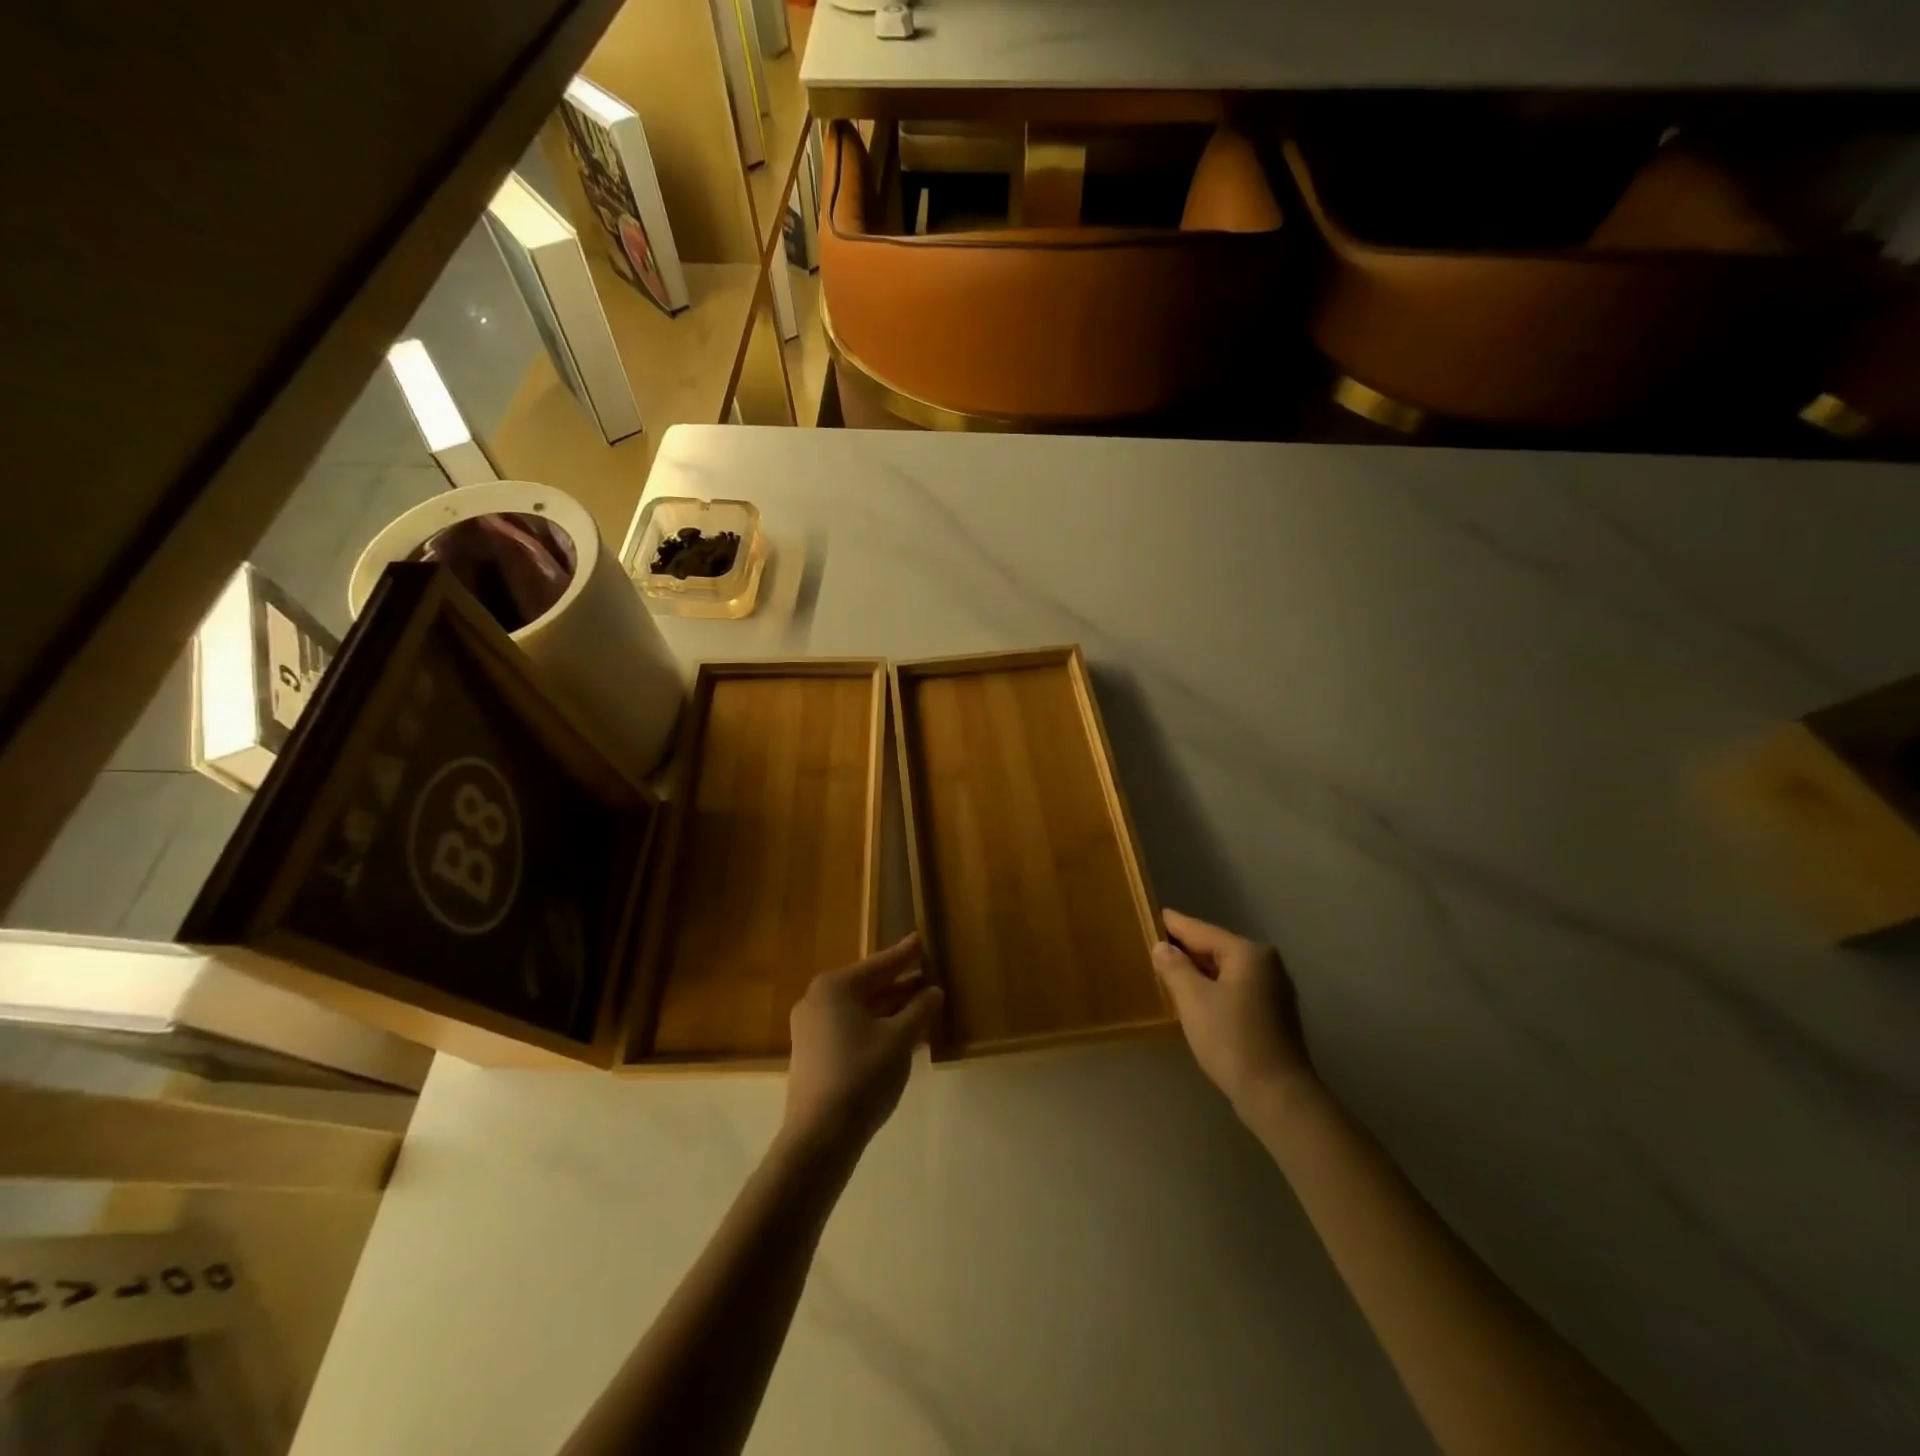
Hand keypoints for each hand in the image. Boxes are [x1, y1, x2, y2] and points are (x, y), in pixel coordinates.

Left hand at [783, 935, 942, 1156]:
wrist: (820, 1138)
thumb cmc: (862, 1076)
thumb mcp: (900, 1039)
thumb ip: (920, 1010)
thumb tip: (934, 991)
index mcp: (835, 988)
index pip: (879, 965)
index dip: (905, 954)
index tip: (922, 939)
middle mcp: (818, 1001)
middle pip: (869, 986)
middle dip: (901, 984)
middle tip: (930, 976)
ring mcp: (812, 1029)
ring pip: (862, 1010)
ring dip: (893, 1009)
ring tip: (925, 1006)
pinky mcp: (814, 1054)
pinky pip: (853, 1029)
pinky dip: (878, 1028)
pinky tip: (905, 1036)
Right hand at [1154, 909, 1313, 1117]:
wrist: (1278, 1096)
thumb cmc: (1232, 1040)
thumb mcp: (1193, 999)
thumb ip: (1174, 967)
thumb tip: (1162, 947)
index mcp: (1248, 952)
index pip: (1200, 930)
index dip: (1173, 925)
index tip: (1151, 915)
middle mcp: (1266, 963)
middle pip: (1215, 948)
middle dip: (1185, 949)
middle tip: (1154, 947)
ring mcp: (1274, 988)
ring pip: (1226, 970)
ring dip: (1199, 971)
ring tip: (1168, 971)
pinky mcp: (1274, 1013)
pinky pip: (1236, 988)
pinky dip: (1215, 988)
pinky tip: (1196, 998)